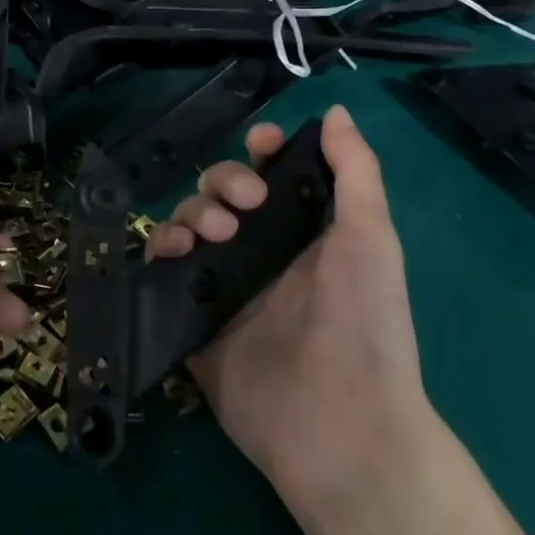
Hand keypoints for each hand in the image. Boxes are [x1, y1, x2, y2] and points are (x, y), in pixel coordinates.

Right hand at [148, 106, 438, 531]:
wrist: (340, 425)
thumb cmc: (365, 323)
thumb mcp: (372, 238)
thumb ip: (355, 172)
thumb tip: (335, 109)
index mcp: (303, 232)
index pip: (270, 175)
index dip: (259, 152)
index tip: (259, 145)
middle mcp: (261, 252)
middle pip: (222, 192)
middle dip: (224, 182)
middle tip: (242, 208)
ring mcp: (224, 284)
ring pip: (189, 221)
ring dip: (193, 211)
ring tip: (212, 236)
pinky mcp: (193, 316)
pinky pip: (164, 267)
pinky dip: (162, 246)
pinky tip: (175, 251)